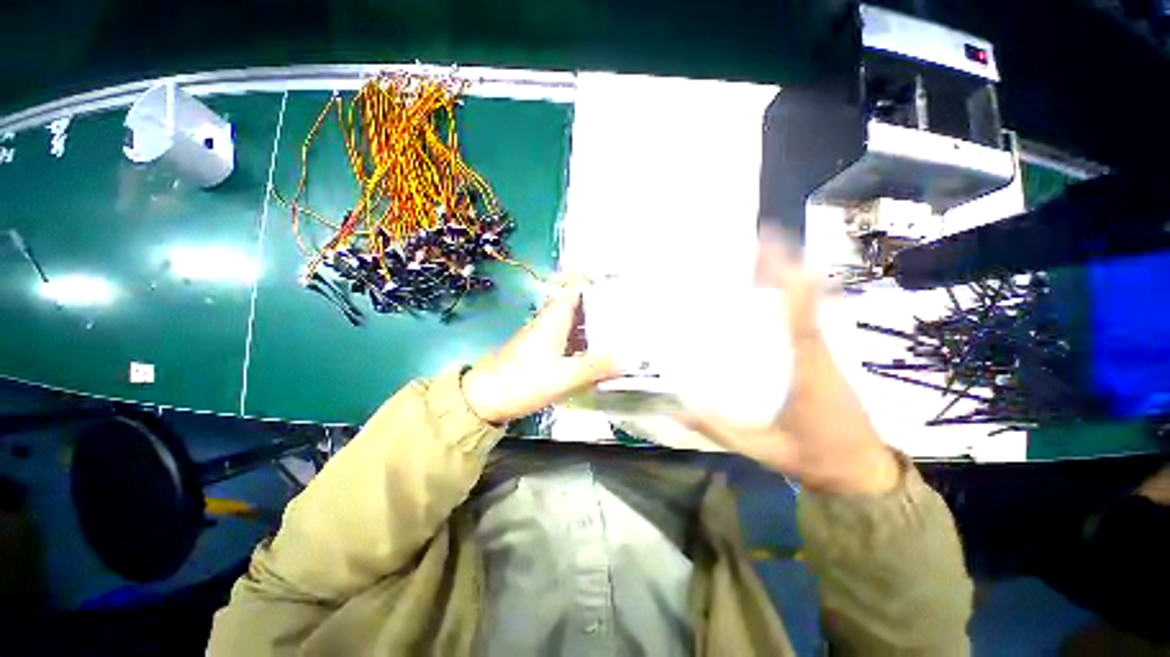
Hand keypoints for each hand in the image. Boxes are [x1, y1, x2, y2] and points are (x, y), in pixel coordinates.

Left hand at [462, 284, 620, 424]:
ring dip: (594, 328)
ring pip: (574, 325)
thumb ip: (595, 367)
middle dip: (602, 309)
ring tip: (620, 335)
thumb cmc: (522, 381)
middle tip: (628, 316)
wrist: (483, 399)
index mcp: (553, 319)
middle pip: (579, 307)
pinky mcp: (540, 352)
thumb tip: (627, 359)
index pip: (575, 289)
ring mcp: (543, 337)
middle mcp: (549, 323)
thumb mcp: (563, 376)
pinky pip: (567, 341)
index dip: (595, 284)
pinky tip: (596, 357)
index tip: (618, 288)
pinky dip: (583, 344)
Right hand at [679, 234, 899, 494]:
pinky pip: (811, 318)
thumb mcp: (763, 450)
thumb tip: (679, 411)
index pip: (802, 325)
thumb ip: (720, 429)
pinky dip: (796, 297)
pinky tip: (776, 289)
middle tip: (761, 241)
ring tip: (762, 256)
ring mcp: (828, 355)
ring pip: (812, 306)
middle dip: (788, 268)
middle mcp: (822, 356)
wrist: (863, 474)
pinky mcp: (827, 358)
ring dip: (791, 278)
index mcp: (808, 376)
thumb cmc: (816, 460)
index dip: (793, 289)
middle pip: (808, 302)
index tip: (778, 258)